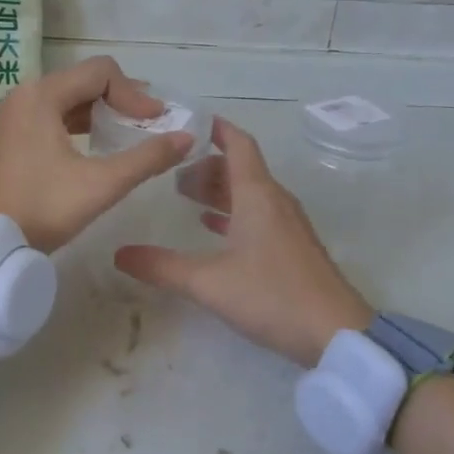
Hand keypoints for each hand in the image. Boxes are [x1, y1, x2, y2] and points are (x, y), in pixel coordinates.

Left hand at [0, 56, 193, 251]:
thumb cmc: (40, 208)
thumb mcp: (100, 185)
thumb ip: (147, 159)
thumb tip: (186, 138)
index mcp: (42, 95)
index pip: (102, 72)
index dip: (135, 94)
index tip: (157, 123)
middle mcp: (26, 96)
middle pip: (85, 81)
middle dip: (122, 100)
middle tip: (150, 125)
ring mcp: (15, 117)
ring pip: (69, 100)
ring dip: (103, 112)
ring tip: (131, 134)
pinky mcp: (12, 138)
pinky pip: (54, 117)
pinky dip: (81, 125)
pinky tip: (98, 148)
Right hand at [114, 118, 372, 366]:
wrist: (335, 333)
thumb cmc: (272, 296)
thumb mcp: (208, 282)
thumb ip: (162, 267)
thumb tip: (119, 253)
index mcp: (257, 196)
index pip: (239, 144)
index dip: (216, 129)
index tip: (187, 121)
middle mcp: (275, 202)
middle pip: (241, 169)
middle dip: (207, 164)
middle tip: (171, 170)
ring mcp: (288, 226)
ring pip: (250, 194)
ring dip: (219, 190)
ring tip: (185, 196)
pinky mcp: (293, 248)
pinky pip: (259, 216)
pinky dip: (234, 214)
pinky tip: (213, 229)